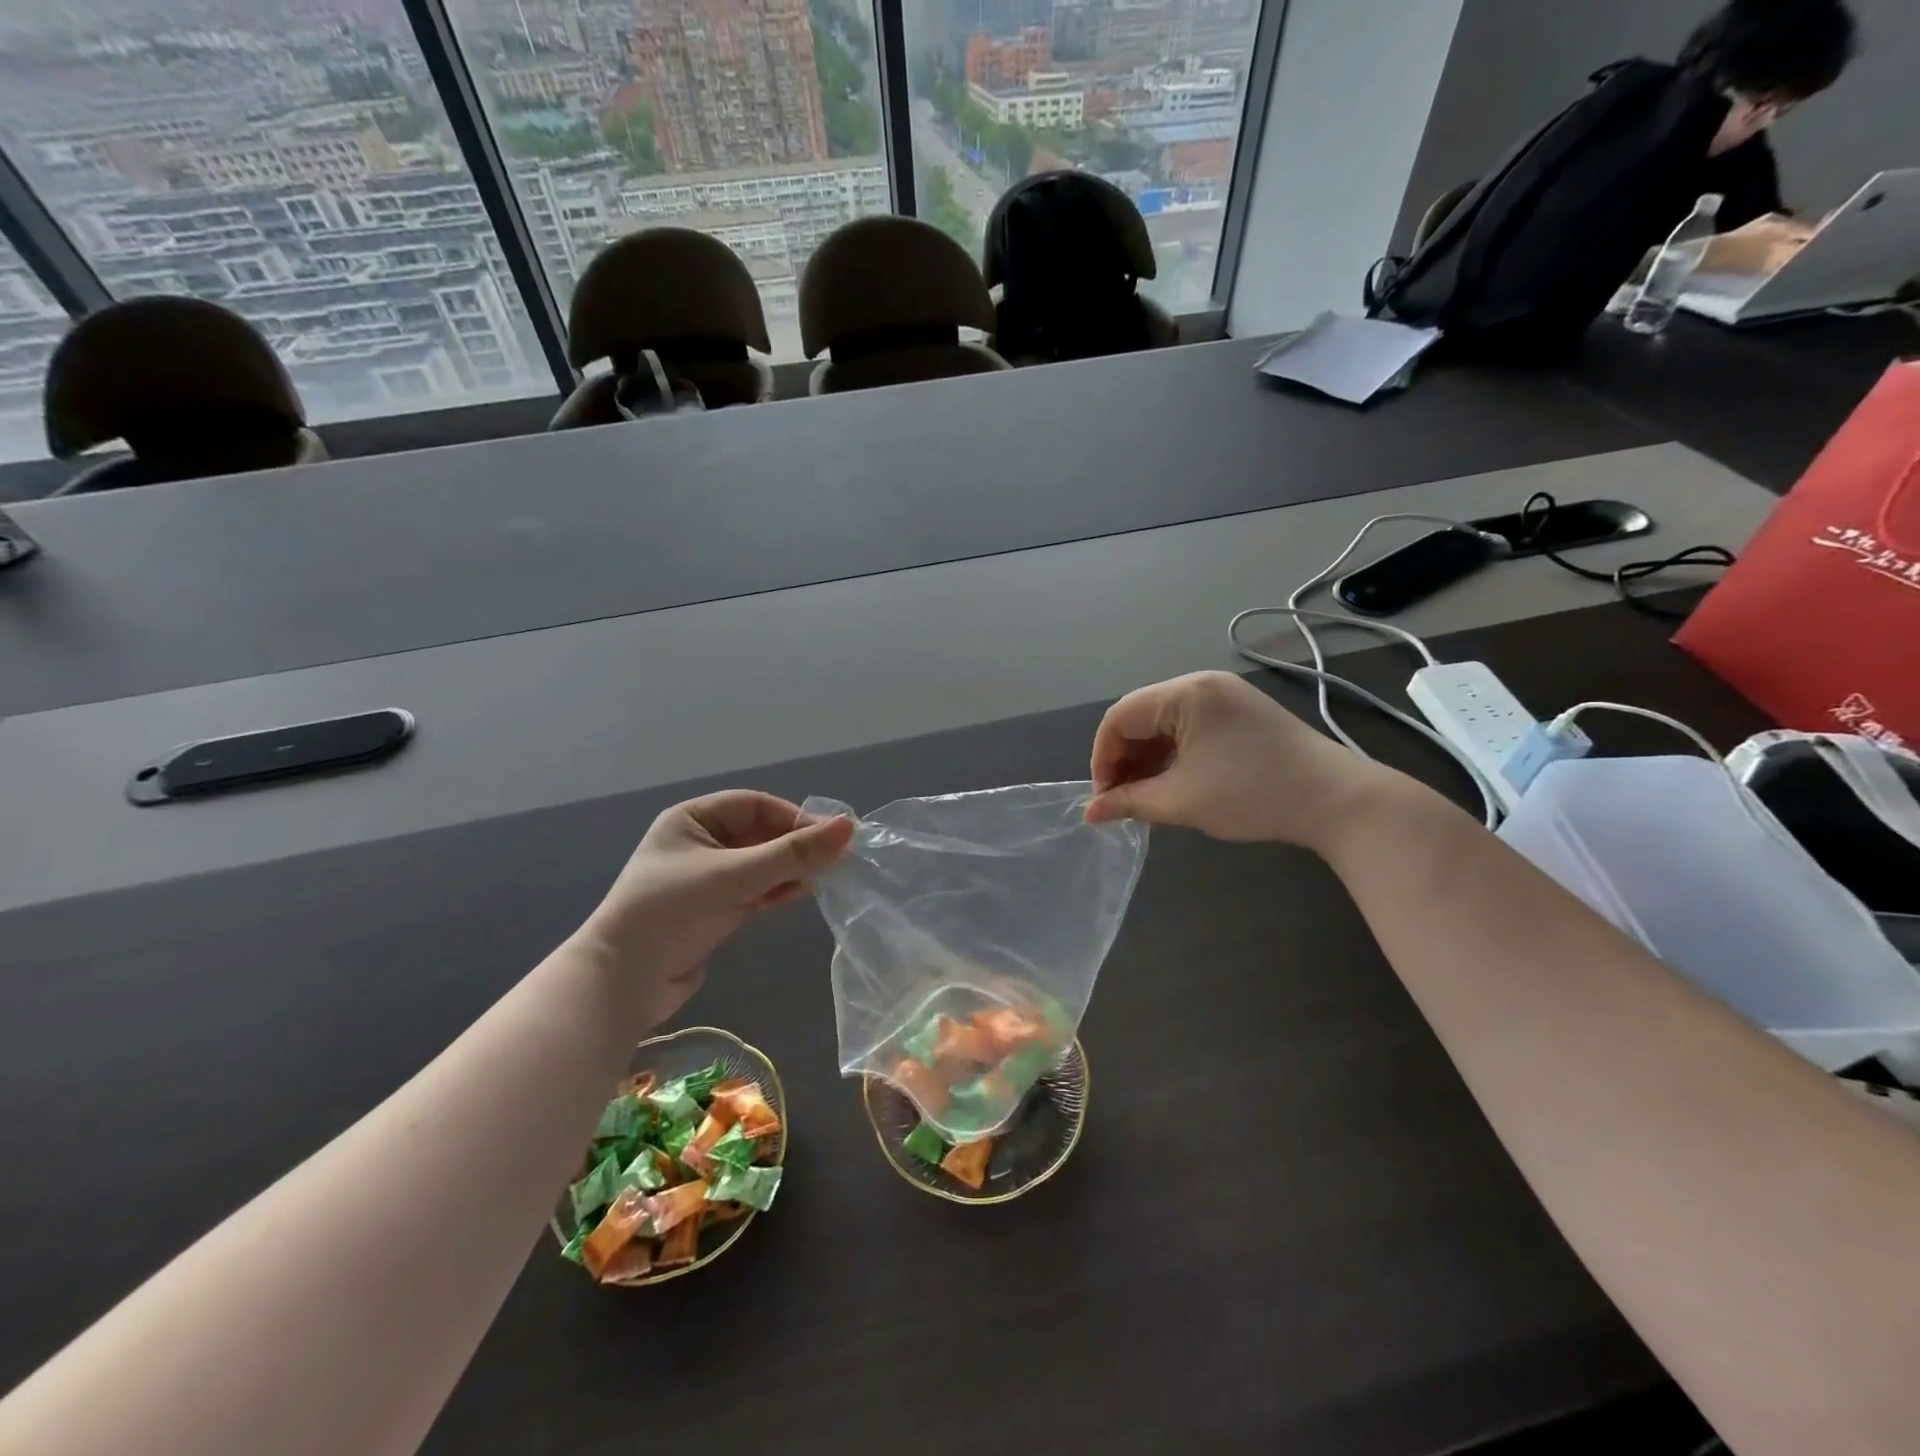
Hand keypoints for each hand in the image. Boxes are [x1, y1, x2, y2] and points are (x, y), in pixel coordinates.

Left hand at [580, 791, 852, 1027]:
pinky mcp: (714, 909)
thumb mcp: (735, 876)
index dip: (794, 816)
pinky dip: (777, 890)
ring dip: (790, 869)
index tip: (831, 835)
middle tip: (835, 859)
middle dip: (795, 845)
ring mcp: (707, 877)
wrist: (623, 983)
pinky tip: (800, 894)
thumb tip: (848, 826)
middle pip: (760, 834)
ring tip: (824, 878)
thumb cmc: (673, 911)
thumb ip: (793, 853)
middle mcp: (699, 842)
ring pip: (761, 863)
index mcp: (692, 819)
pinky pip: (755, 889)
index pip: (755, 805)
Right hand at [1085, 672, 1386, 848]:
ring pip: (1165, 722)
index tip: (1104, 798)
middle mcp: (1202, 683)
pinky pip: (1190, 726)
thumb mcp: (1181, 801)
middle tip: (1123, 799)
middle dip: (1125, 758)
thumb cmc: (1252, 795)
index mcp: (1185, 693)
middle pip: (1141, 716)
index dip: (1102, 758)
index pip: (1120, 717)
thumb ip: (1129, 802)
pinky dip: (1173, 753)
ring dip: (1148, 757)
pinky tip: (1174, 781)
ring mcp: (1225, 695)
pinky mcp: (1242, 711)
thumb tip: (1090, 812)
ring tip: (1147, 795)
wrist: (1337, 800)